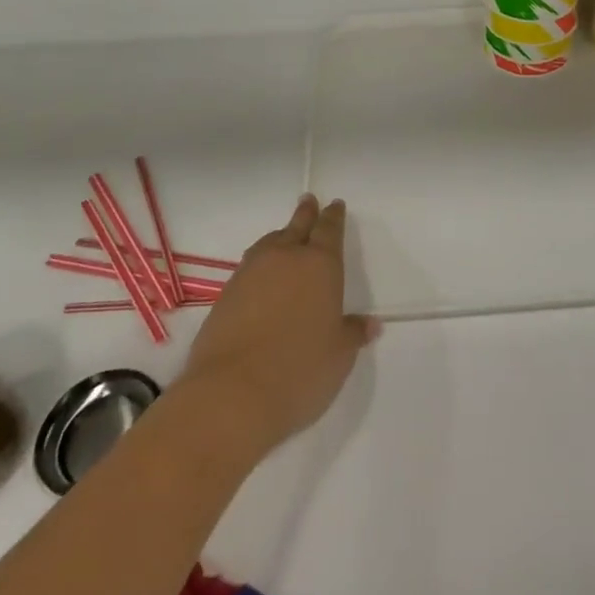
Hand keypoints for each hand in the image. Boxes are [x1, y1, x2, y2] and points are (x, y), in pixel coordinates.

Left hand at [181, 195, 377, 451]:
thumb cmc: (299, 371)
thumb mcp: (338, 356)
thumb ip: (352, 333)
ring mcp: (250, 274)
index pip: (329, 230)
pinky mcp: (225, 295)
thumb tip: (370, 324)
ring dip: (280, 237)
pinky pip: (249, 267)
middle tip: (308, 200)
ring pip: (269, 243)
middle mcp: (285, 259)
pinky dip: (259, 265)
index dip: (333, 217)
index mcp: (320, 265)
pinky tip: (261, 278)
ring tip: (284, 236)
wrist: (231, 394)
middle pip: (297, 227)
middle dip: (305, 214)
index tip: (334, 205)